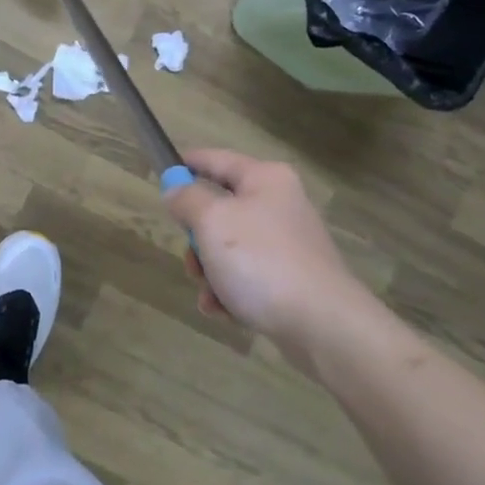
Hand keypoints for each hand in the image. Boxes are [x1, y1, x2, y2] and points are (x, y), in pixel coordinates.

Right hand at [164, 148, 387, 360]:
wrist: (322, 324)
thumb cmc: (261, 261)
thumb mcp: (211, 221)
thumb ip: (186, 199)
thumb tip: (175, 188)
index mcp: (265, 180)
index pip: (216, 160)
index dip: (186, 164)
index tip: (161, 175)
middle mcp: (280, 205)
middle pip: (220, 209)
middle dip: (197, 237)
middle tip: (192, 257)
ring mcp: (288, 244)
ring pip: (229, 248)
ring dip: (210, 271)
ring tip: (210, 293)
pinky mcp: (292, 280)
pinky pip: (247, 277)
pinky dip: (229, 292)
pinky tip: (223, 311)